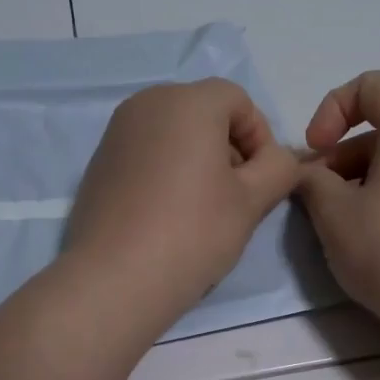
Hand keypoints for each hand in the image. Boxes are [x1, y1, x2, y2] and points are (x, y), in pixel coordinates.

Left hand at [66, 78, 300, 324]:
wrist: (115, 278)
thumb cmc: (193, 232)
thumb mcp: (252, 201)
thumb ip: (279, 168)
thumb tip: (281, 159)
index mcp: (187, 101)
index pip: (239, 100)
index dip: (260, 137)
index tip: (262, 180)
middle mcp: (147, 103)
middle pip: (204, 112)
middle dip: (228, 146)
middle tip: (236, 195)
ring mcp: (117, 131)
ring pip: (174, 132)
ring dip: (198, 158)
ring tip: (203, 207)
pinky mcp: (99, 161)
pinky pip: (146, 152)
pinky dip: (166, 170)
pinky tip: (168, 213)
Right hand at [295, 72, 379, 341]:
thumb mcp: (333, 213)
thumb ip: (311, 181)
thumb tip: (309, 174)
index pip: (373, 85)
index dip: (332, 108)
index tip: (314, 150)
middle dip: (344, 153)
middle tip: (317, 195)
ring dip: (366, 178)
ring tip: (343, 221)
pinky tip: (378, 239)